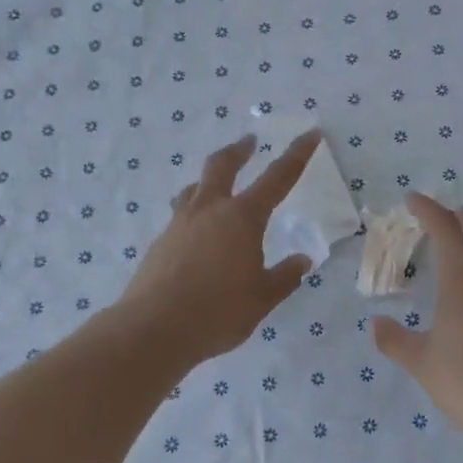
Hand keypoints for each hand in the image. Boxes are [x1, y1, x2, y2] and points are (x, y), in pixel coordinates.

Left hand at [120, 130, 319, 365]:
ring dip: (209, 180)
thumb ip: (285, 277)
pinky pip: (181, 216)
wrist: (153, 329)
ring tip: (216, 187)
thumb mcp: (262, 297)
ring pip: (194, 189)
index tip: (309, 134)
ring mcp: (179, 224)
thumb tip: (302, 260)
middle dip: (239, 151)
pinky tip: (198, 236)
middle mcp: (209, 211)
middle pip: (222, 165)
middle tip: (249, 142)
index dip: (296, 154)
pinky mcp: (160, 243)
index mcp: (242, 218)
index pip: (277, 178)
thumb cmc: (218, 312)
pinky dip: (194, 213)